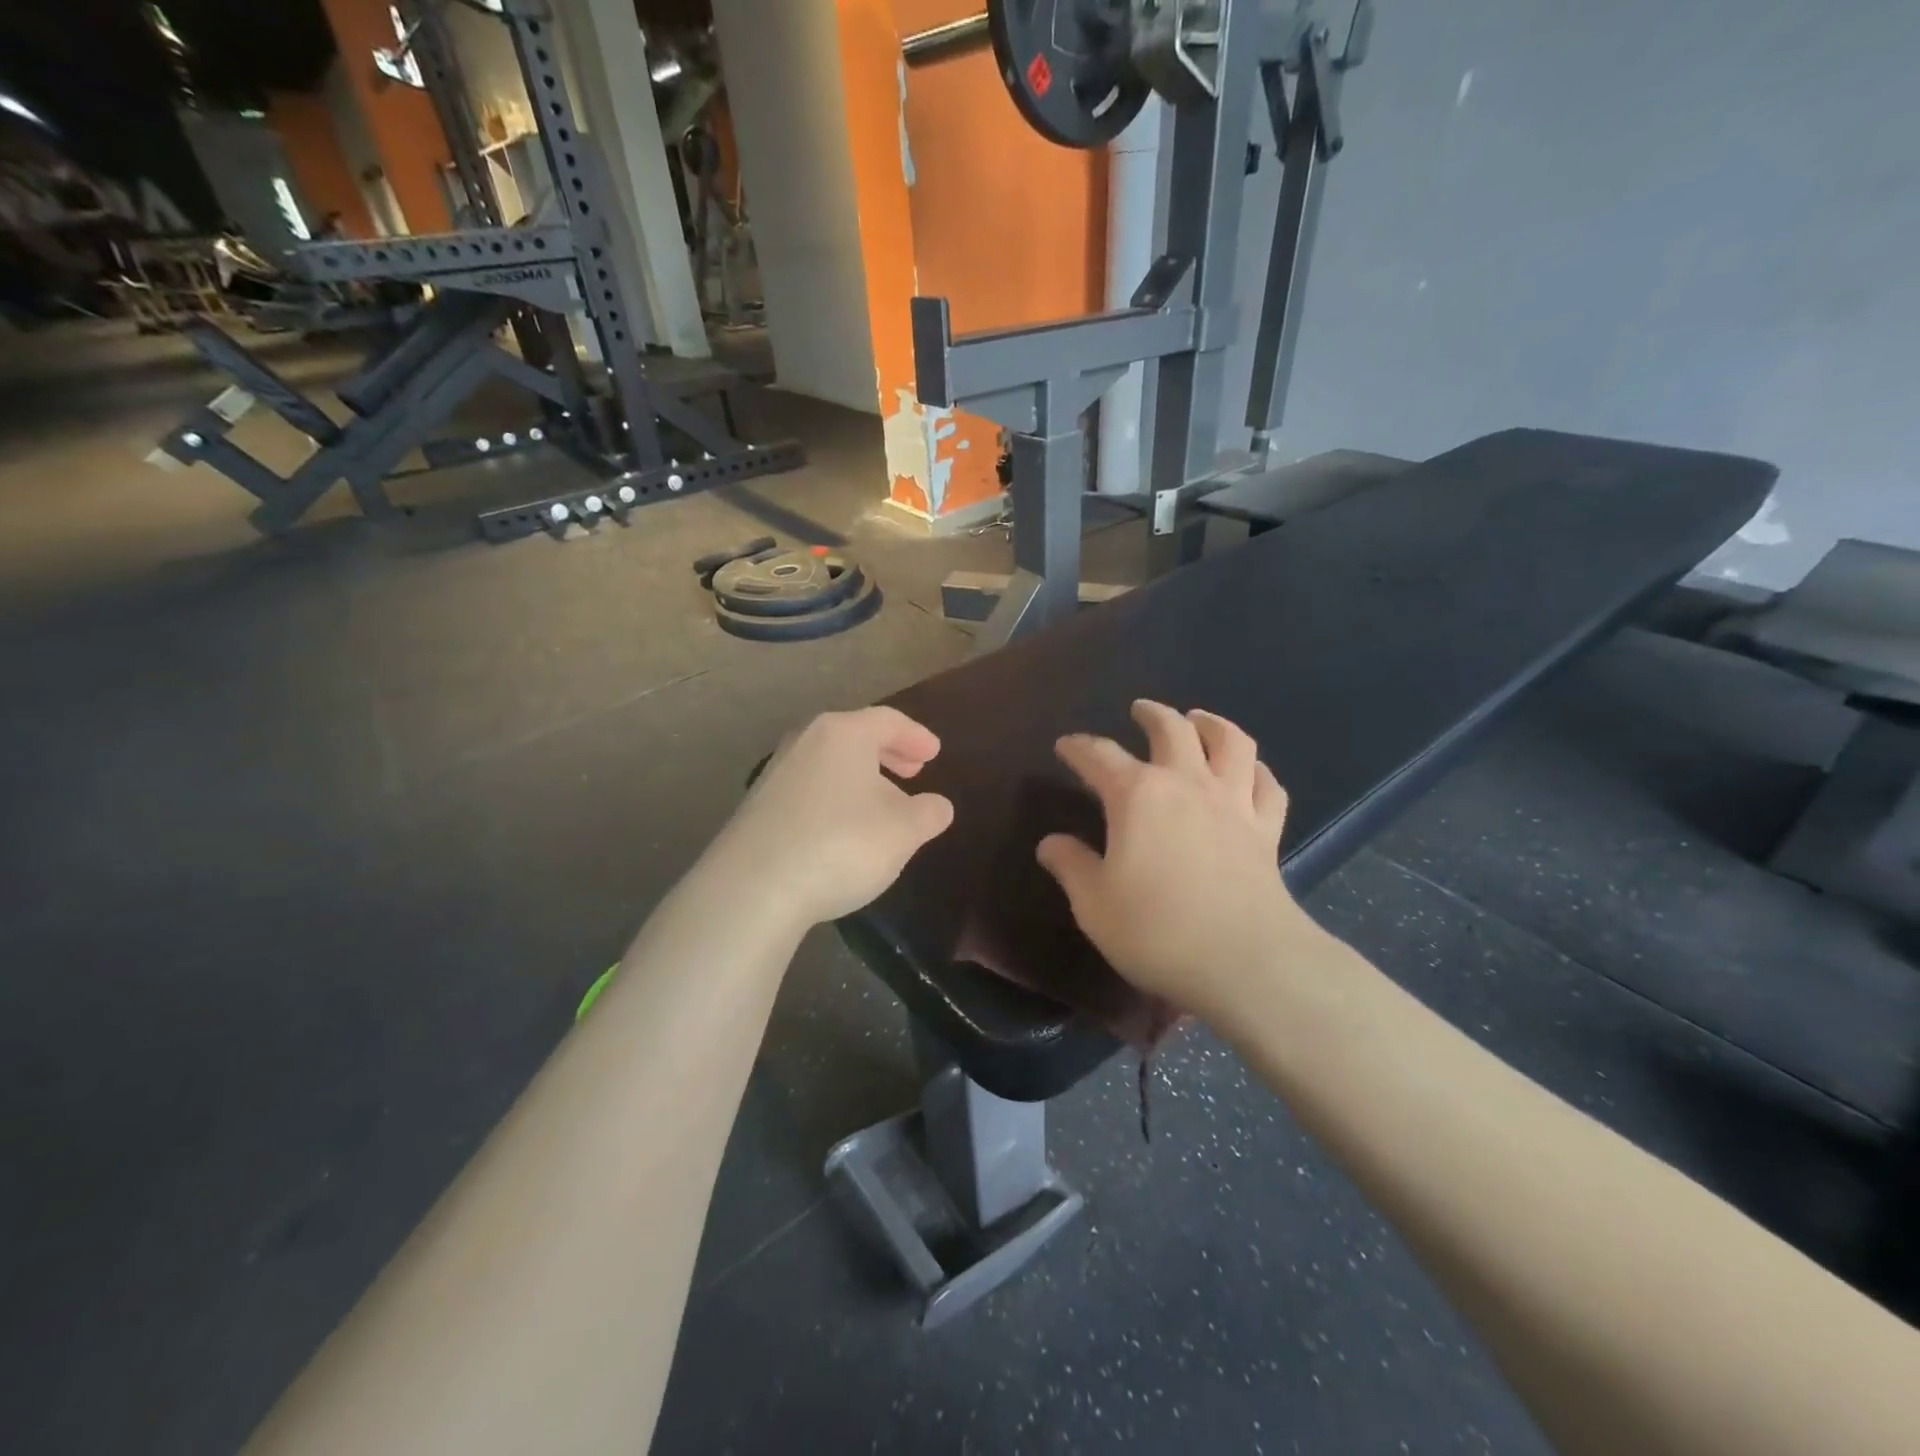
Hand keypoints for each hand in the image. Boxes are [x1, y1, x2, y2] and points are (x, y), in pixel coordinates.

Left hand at [708, 707, 954, 931]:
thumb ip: (928, 813)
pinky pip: (809, 788)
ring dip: (860, 778)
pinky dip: (834, 797)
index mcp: (843, 734)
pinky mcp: (757, 807)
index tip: (934, 753)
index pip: (888, 721)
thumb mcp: (903, 832)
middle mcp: (805, 742)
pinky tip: (843, 829)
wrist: (753, 888)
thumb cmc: (841, 845)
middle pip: (854, 737)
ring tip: (882, 804)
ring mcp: (776, 773)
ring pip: (829, 763)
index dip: (916, 736)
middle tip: (913, 771)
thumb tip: (938, 806)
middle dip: (888, 753)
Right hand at [1036, 700, 1312, 1021]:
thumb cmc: (1157, 931)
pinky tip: (1249, 772)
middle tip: (1140, 710)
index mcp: (1137, 796)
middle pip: (1171, 729)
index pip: (1099, 756)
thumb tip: (1050, 843)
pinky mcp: (1266, 830)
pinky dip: (1256, 771)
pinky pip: (1267, 786)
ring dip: (1212, 724)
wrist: (1245, 961)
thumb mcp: (1094, 904)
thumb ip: (1071, 866)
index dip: (1079, 747)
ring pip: (1231, 742)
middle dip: (1152, 714)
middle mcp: (1186, 784)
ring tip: (1199, 720)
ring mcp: (1233, 803)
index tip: (1066, 746)